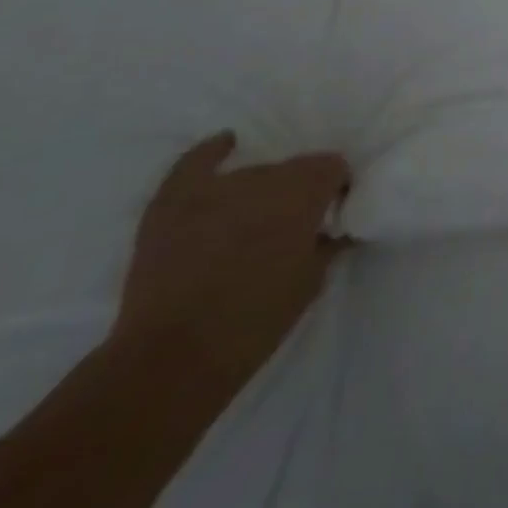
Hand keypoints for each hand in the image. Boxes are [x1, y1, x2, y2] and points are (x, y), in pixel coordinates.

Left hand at [113, 131, 349, 388]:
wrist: (171, 361)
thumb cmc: (253, 324)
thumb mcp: (309, 286)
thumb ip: (328, 246)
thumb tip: (336, 229)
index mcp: (304, 191)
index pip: (333, 167)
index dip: (335, 188)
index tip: (331, 213)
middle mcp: (265, 175)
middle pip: (291, 170)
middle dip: (295, 193)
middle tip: (289, 228)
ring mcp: (216, 185)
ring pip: (251, 174)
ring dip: (258, 193)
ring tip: (250, 223)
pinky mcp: (173, 199)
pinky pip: (197, 161)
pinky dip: (213, 152)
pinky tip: (225, 145)